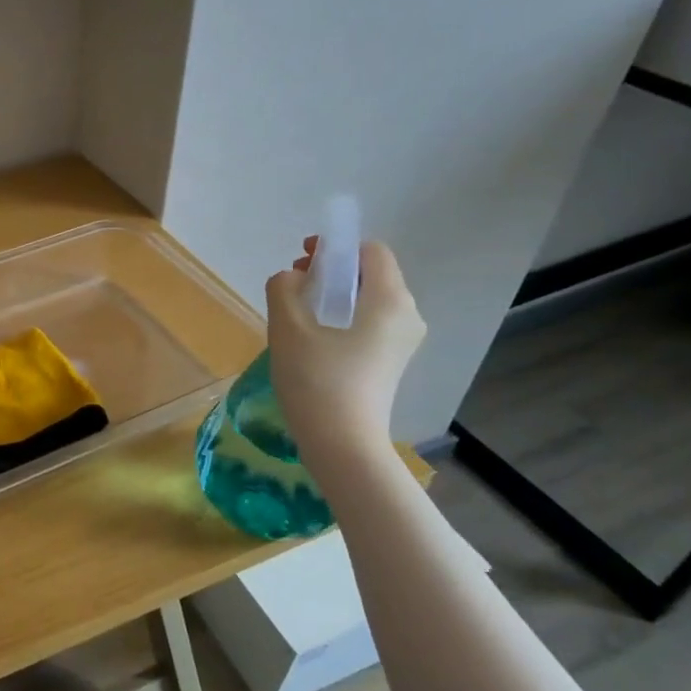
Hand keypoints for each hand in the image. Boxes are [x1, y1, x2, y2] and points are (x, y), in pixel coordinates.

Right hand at [265, 238, 424, 457]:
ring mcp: (402, 342)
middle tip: (294, 286)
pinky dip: (342, 318)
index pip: (370, 251)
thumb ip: (284, 288)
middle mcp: (406, 315)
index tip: (301, 260)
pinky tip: (313, 337)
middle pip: (370, 274)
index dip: (334, 248)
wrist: (341, 442)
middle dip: (331, 271)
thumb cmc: (317, 380)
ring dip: (333, 296)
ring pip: (368, 300)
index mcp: (390, 300)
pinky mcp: (391, 362)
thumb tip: (290, 278)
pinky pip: (369, 323)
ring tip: (298, 312)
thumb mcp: (288, 327)